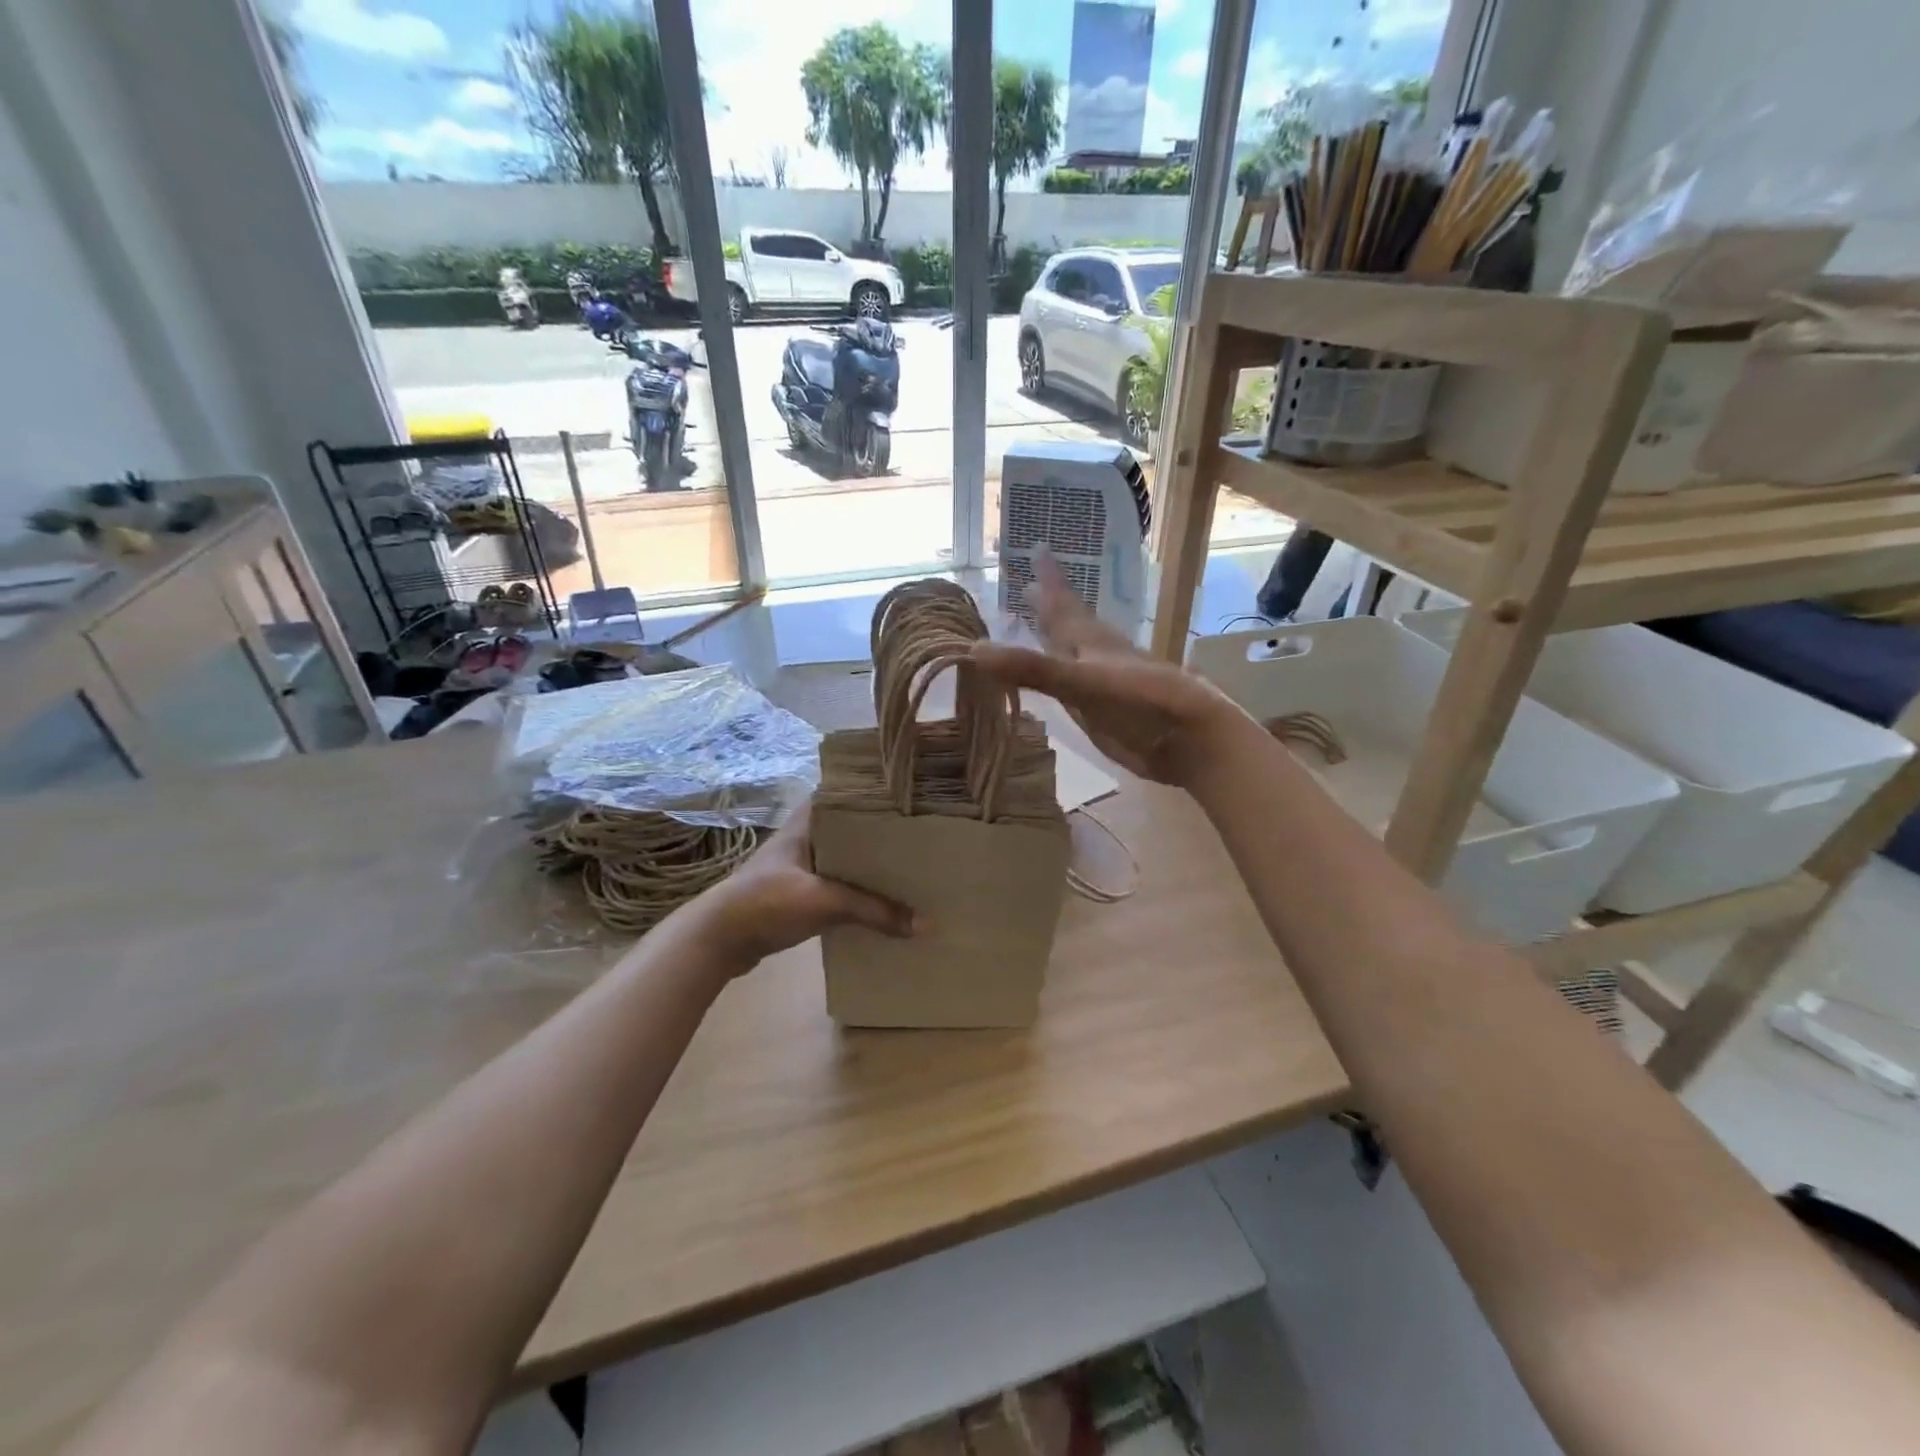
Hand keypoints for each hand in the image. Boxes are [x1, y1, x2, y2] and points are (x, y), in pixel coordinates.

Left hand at [685, 802, 915, 969]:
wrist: (718, 940)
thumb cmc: (767, 902)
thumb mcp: (824, 902)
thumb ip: (874, 911)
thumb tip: (927, 925)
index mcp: (807, 821)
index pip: (846, 792)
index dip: (875, 792)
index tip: (909, 796)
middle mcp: (805, 837)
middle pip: (851, 828)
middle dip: (881, 833)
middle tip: (920, 835)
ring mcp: (801, 866)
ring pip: (845, 858)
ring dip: (870, 864)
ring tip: (910, 866)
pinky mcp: (799, 894)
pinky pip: (838, 885)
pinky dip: (858, 891)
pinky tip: (882, 900)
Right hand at [971, 552, 1243, 786]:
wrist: (1190, 740)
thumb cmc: (1141, 703)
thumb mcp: (1081, 683)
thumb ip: (1031, 669)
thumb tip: (973, 650)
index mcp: (1091, 641)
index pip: (1063, 602)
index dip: (1049, 577)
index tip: (1038, 546)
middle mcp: (1095, 656)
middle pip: (1068, 623)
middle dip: (1049, 604)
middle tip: (1027, 584)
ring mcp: (1102, 685)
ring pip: (1072, 653)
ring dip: (1055, 638)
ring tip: (1038, 623)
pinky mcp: (1105, 713)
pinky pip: (1073, 685)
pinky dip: (1061, 675)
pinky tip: (1059, 679)